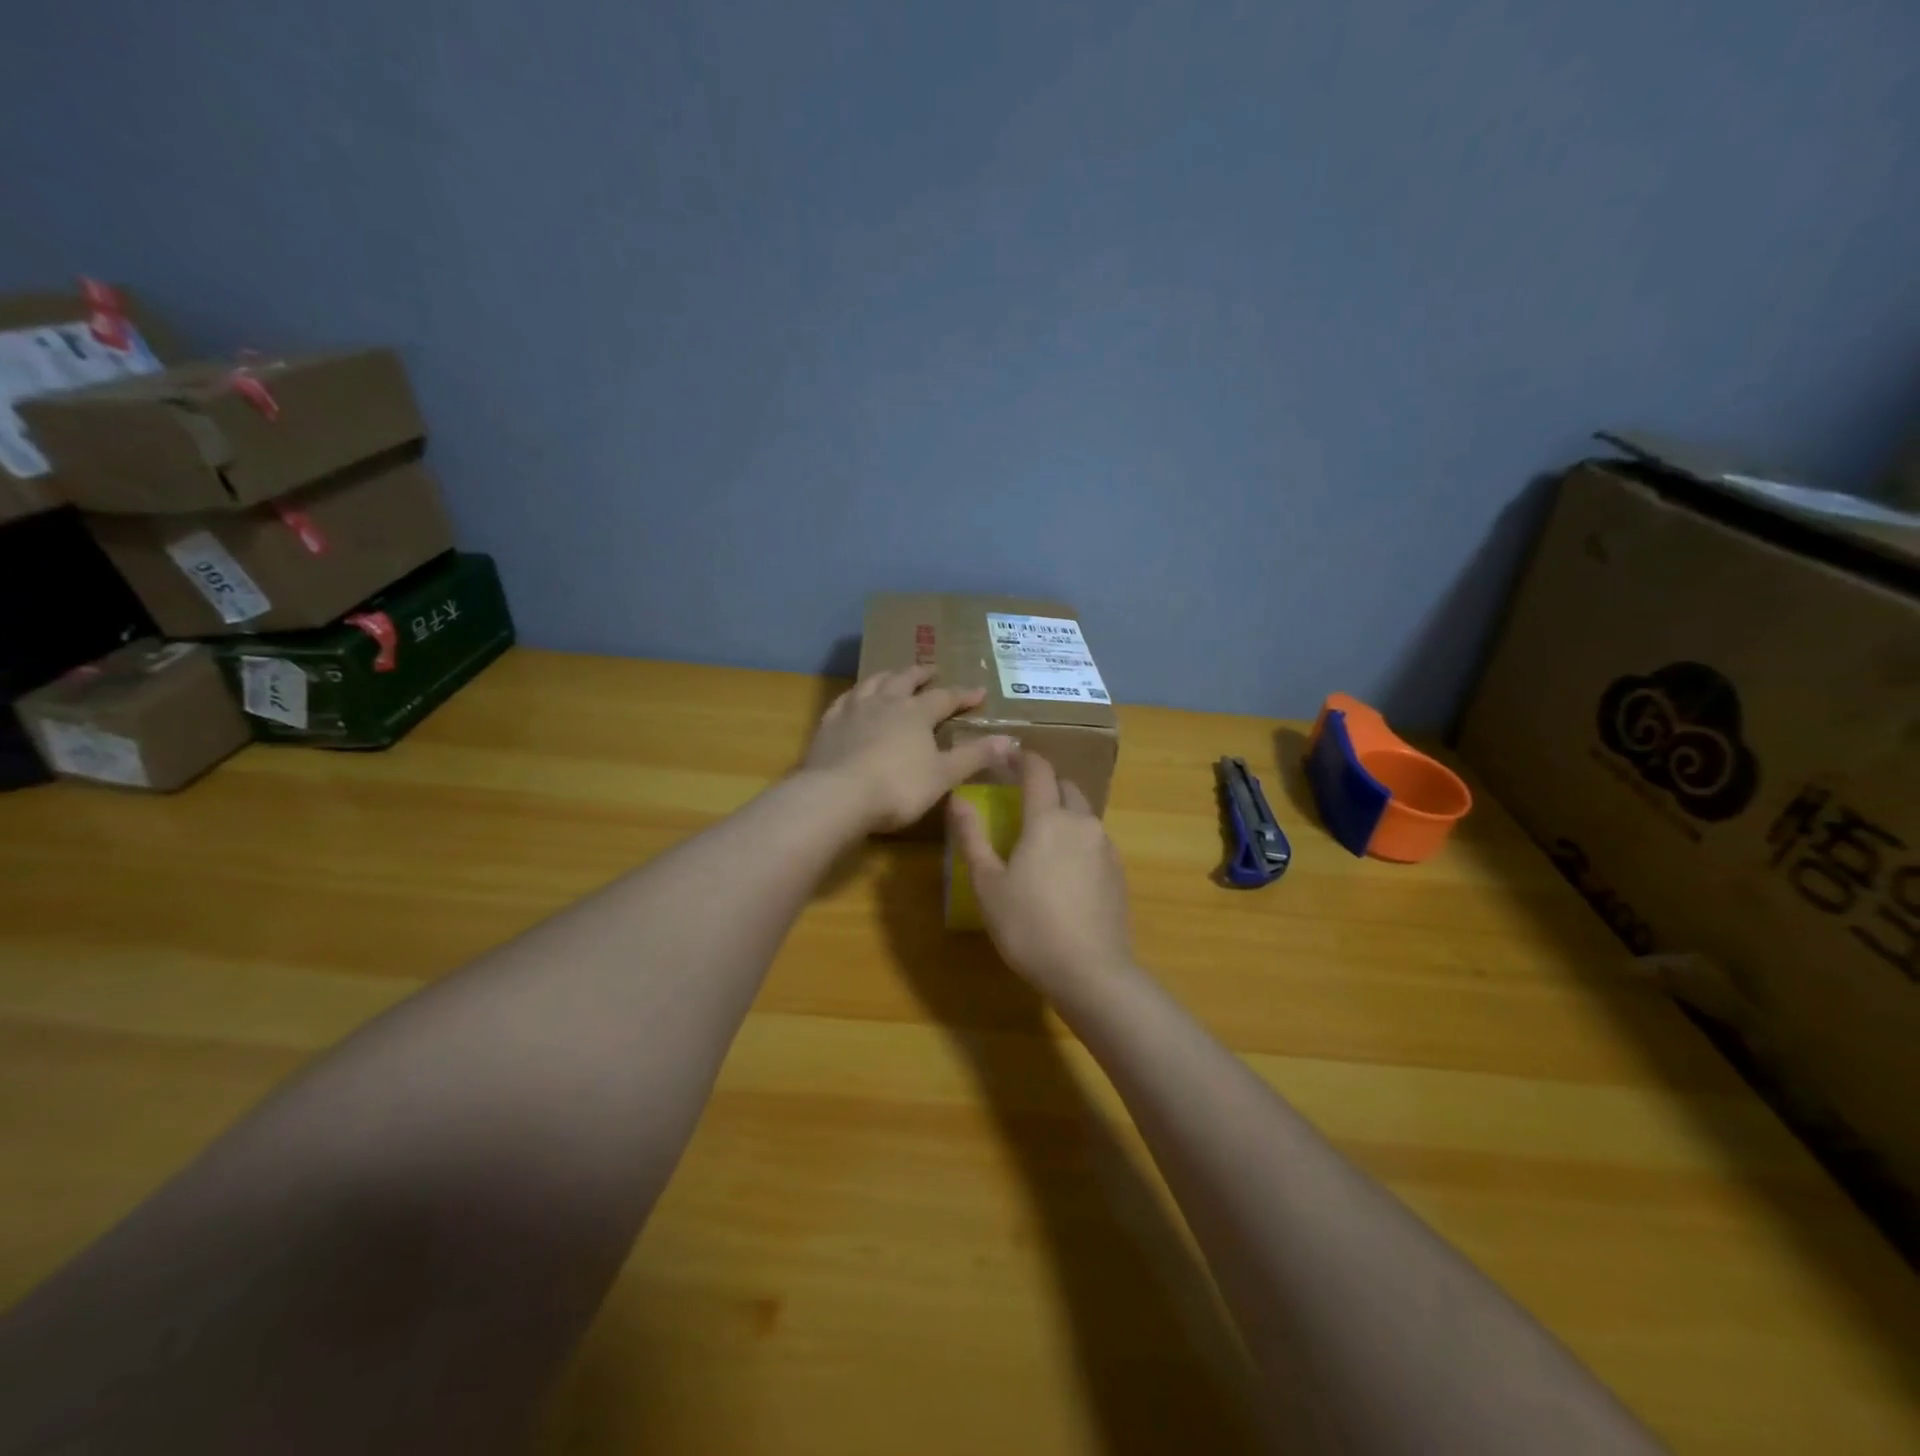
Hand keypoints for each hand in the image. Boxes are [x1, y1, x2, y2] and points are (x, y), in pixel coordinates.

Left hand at [804, 667, 1013, 832]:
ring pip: (873, 682)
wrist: (836, 795)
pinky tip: (853, 699)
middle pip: (905, 679)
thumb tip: (1009, 739)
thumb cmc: (897, 787)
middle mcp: (885, 702)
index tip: (979, 692)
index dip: (964, 695)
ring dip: (887, 676)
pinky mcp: (828, 724)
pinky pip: (844, 700)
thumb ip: (974, 756)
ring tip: (893, 675)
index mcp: (916, 713)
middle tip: (931, 670)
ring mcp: (853, 710)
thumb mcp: (943, 776)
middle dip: (921, 674)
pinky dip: (854, 695)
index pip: (945, 698)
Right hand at [948, 749, 1132, 993]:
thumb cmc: (1029, 926)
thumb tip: (957, 799)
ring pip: (1083, 814)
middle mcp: (1081, 823)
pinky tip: (1064, 869)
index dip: (1022, 758)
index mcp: (1047, 819)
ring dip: (1063, 812)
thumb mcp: (988, 884)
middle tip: (1021, 797)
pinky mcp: (1118, 872)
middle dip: (1045, 783)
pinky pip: (1094, 841)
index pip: (1038, 771)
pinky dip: (1077, 839)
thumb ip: (972, 837)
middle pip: (1066, 787)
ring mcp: (1105, 847)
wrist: (1091, 972)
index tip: (1006, 756)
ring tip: (1042, 836)